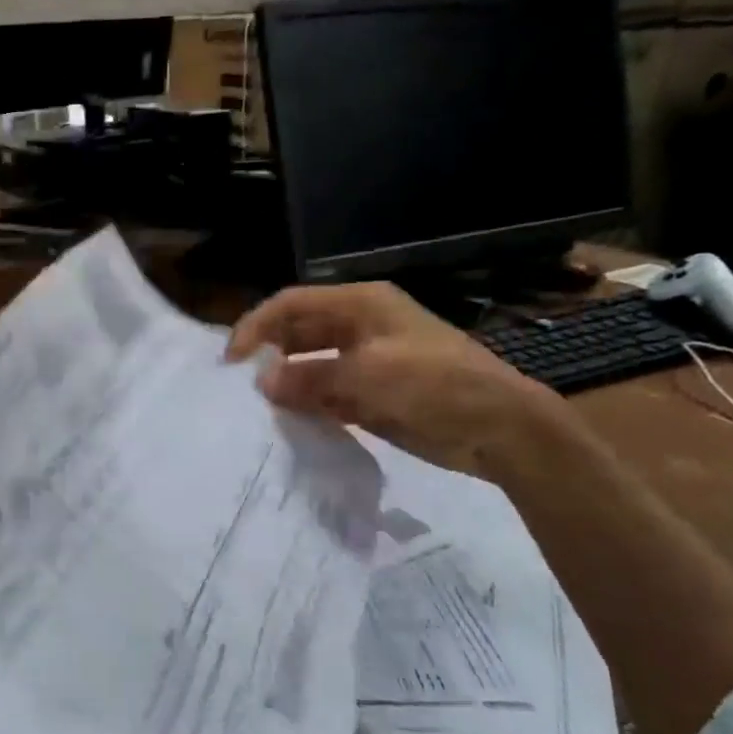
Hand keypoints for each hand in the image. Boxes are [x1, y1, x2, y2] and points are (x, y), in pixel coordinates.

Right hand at [227, 283, 563, 478]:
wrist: (500, 429)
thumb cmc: (440, 385)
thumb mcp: (373, 374)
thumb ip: (312, 376)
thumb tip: (263, 382)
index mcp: (361, 305)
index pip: (293, 304)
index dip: (258, 325)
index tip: (231, 360)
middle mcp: (357, 328)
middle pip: (297, 333)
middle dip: (268, 355)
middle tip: (238, 387)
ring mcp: (363, 363)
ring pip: (308, 366)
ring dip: (284, 384)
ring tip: (255, 409)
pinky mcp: (369, 395)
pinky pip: (324, 395)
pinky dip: (305, 406)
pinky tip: (286, 423)